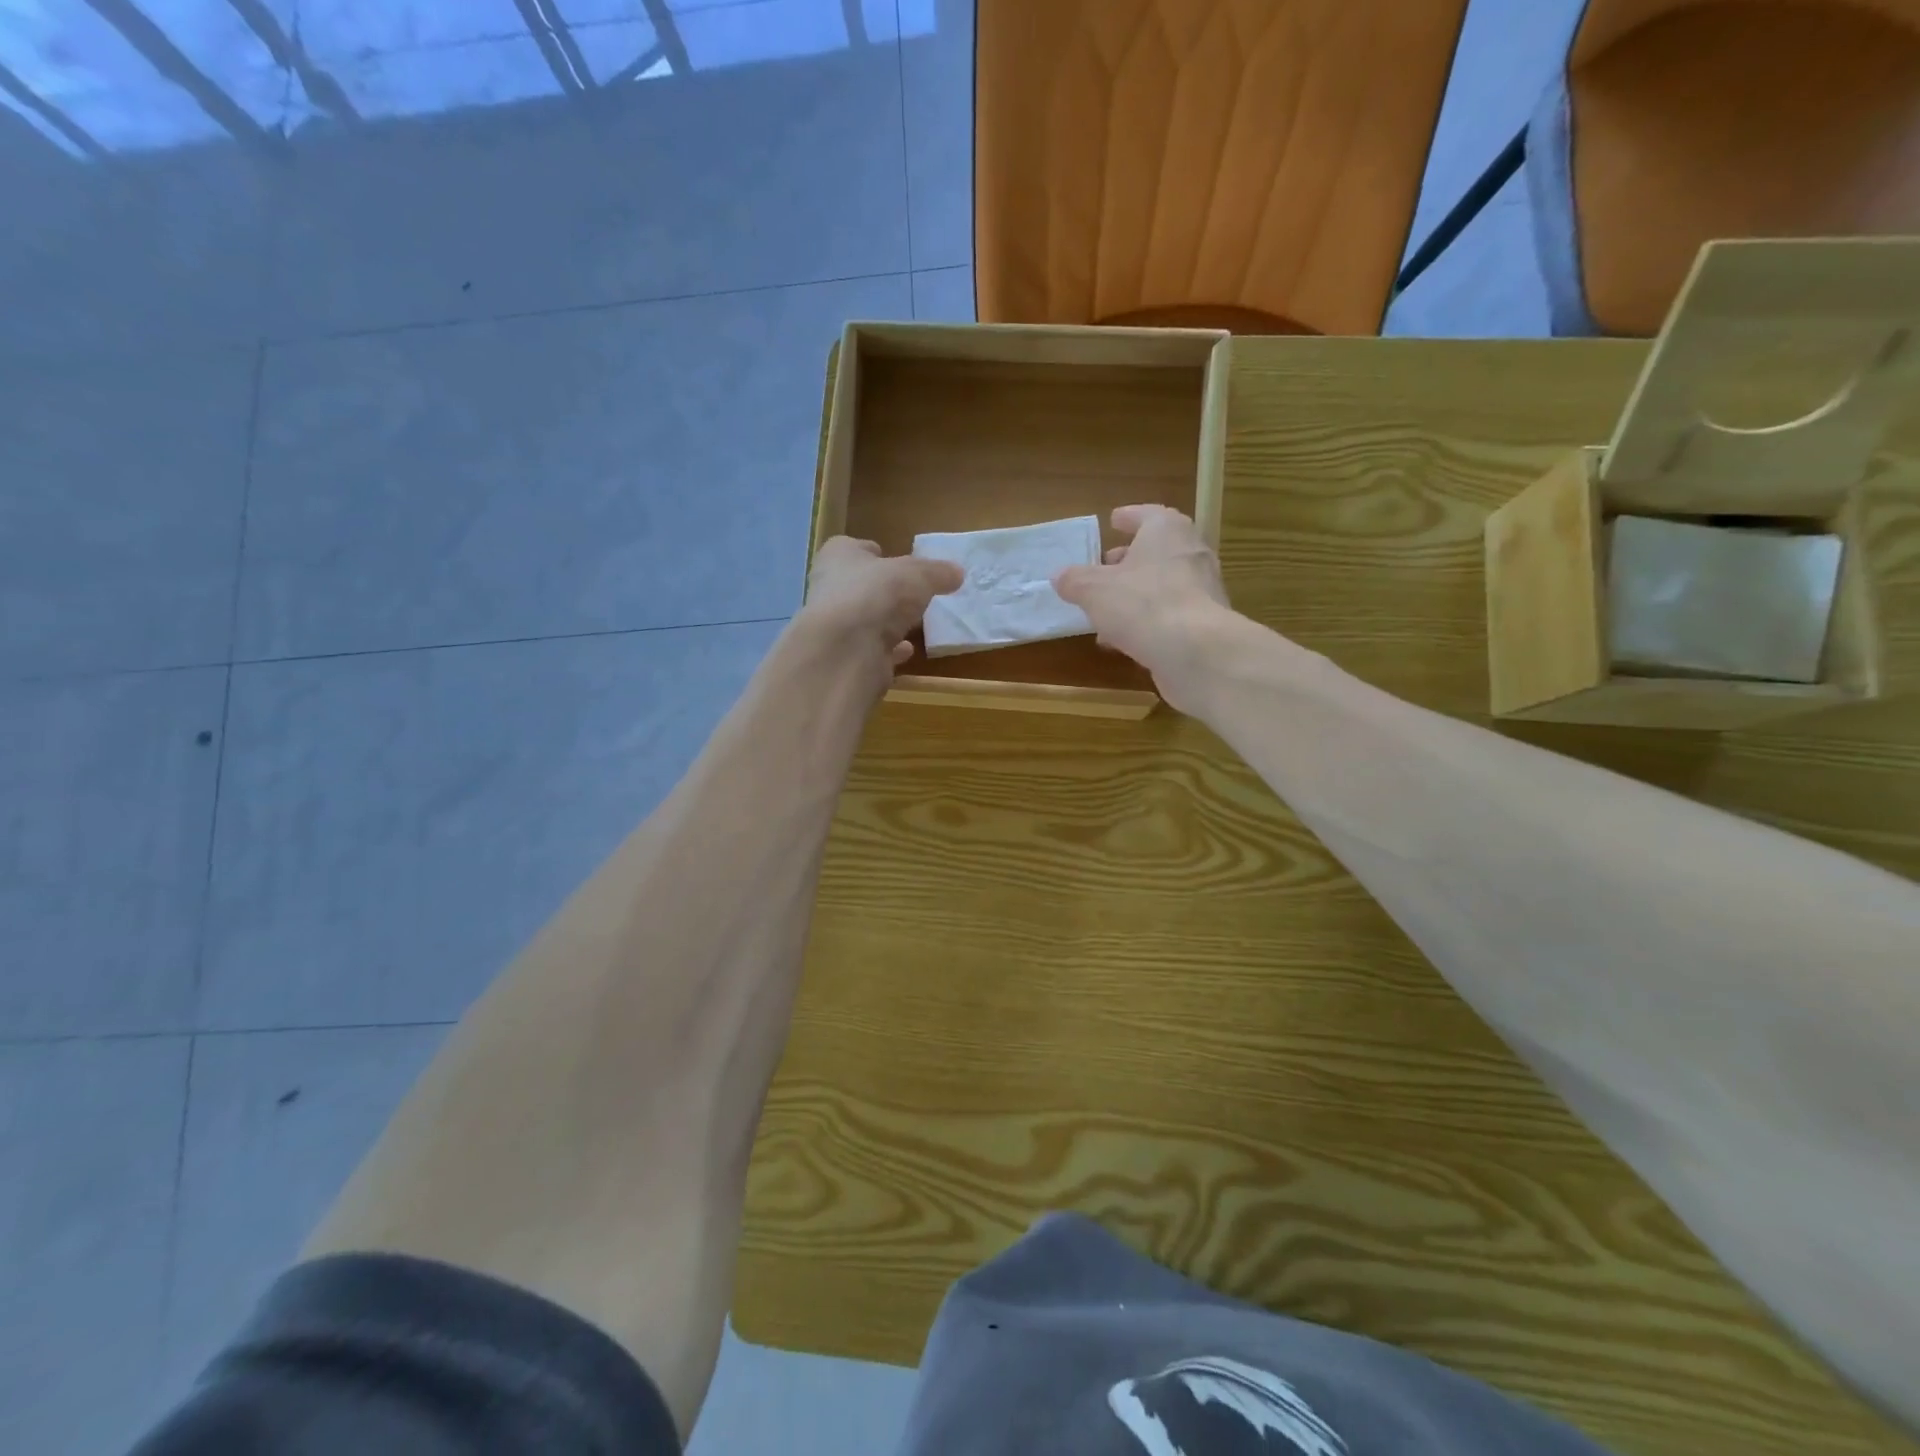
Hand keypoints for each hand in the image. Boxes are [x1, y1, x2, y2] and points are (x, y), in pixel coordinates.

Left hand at [801, 536, 962, 676]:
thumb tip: (957, 573)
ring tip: (914, 623)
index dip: (875, 553)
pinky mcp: (845, 658)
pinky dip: (889, 650)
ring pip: (865, 620)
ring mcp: (836, 627)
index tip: (896, 561)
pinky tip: (907, 651)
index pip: (853, 548)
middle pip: (859, 586)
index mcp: (838, 557)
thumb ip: (937, 572)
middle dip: (883, 590)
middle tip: (912, 594)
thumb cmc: (876, 594)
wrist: (846, 650)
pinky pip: (872, 650)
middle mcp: (830, 589)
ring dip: (886, 622)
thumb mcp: (918, 574)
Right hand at [1053, 505, 1236, 712]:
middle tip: (1104, 568)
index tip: (1113, 521)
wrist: (1196, 652)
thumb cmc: (1142, 604)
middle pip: (1156, 550)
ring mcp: (1202, 589)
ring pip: (1161, 585)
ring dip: (1134, 595)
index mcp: (1166, 531)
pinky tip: (1122, 639)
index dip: (1128, 518)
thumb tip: (1060, 576)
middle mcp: (1190, 553)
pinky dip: (1146, 620)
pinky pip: (1169, 614)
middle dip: (1128, 560)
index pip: (1146, 515)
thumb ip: (1075, 580)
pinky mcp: (1204, 623)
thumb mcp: (1094, 590)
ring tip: (1105, 611)